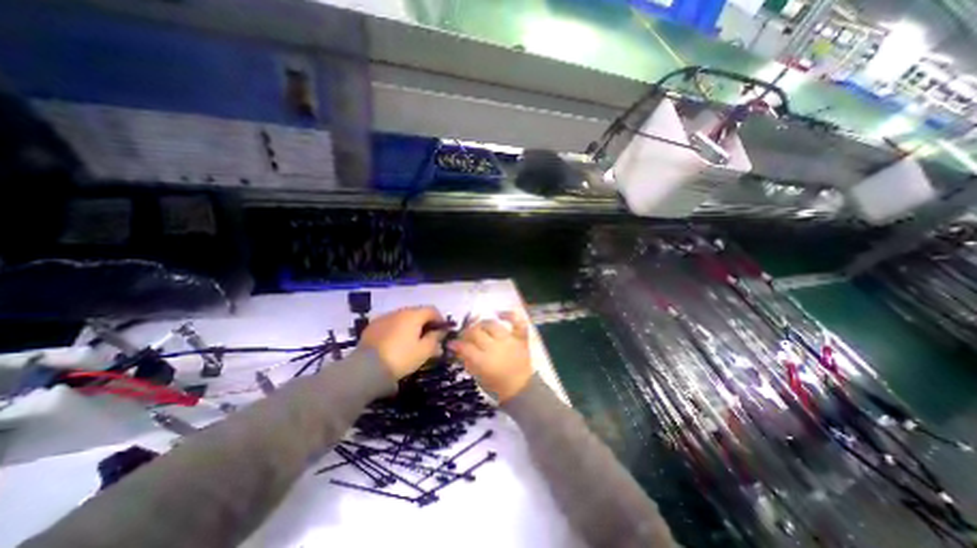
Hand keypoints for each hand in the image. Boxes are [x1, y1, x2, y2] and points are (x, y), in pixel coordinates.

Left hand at [360, 308, 447, 380]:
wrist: (367, 368)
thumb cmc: (401, 358)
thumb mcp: (424, 351)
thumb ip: (435, 339)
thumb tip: (440, 332)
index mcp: (414, 315)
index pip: (432, 310)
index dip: (439, 319)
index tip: (442, 331)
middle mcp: (399, 311)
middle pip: (417, 312)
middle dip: (425, 323)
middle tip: (428, 337)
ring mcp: (384, 317)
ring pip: (403, 318)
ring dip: (410, 326)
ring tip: (411, 341)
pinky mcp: (372, 326)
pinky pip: (390, 324)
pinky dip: (396, 329)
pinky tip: (395, 343)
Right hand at [448, 313, 531, 401]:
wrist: (521, 389)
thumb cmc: (496, 386)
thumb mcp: (477, 377)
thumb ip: (467, 361)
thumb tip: (458, 348)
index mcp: (484, 361)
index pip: (465, 347)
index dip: (456, 344)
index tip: (452, 343)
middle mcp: (496, 347)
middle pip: (477, 332)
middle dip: (467, 332)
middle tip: (465, 336)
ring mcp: (509, 341)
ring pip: (492, 325)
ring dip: (482, 324)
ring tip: (479, 327)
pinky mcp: (521, 338)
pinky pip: (517, 322)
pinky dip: (509, 315)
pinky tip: (499, 314)